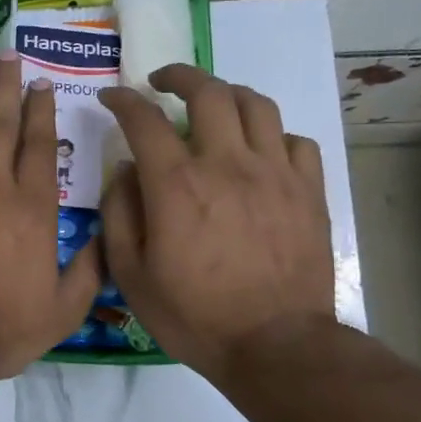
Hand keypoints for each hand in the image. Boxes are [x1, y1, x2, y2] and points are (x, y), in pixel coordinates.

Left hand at [0, 54, 102, 381]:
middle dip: (6, 85)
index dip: (41, 110)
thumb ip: (90, 268)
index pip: (40, 145)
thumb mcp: (64, 309)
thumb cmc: (3, 327)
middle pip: (1, 125)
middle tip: (7, 54)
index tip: (40, 82)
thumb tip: (107, 234)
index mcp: (31, 207)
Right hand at [98, 66, 333, 385]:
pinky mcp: (309, 191)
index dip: (123, 100)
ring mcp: (275, 174)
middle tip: (162, 82)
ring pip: (256, 104)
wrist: (275, 345)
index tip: (111, 97)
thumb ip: (119, 213)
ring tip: (212, 103)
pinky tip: (259, 150)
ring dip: (227, 94)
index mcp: (176, 185)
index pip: (144, 120)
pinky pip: (295, 140)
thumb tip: (125, 170)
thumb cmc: (193, 314)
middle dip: (179, 76)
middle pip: (209, 92)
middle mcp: (227, 164)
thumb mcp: (131, 273)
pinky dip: (272, 134)